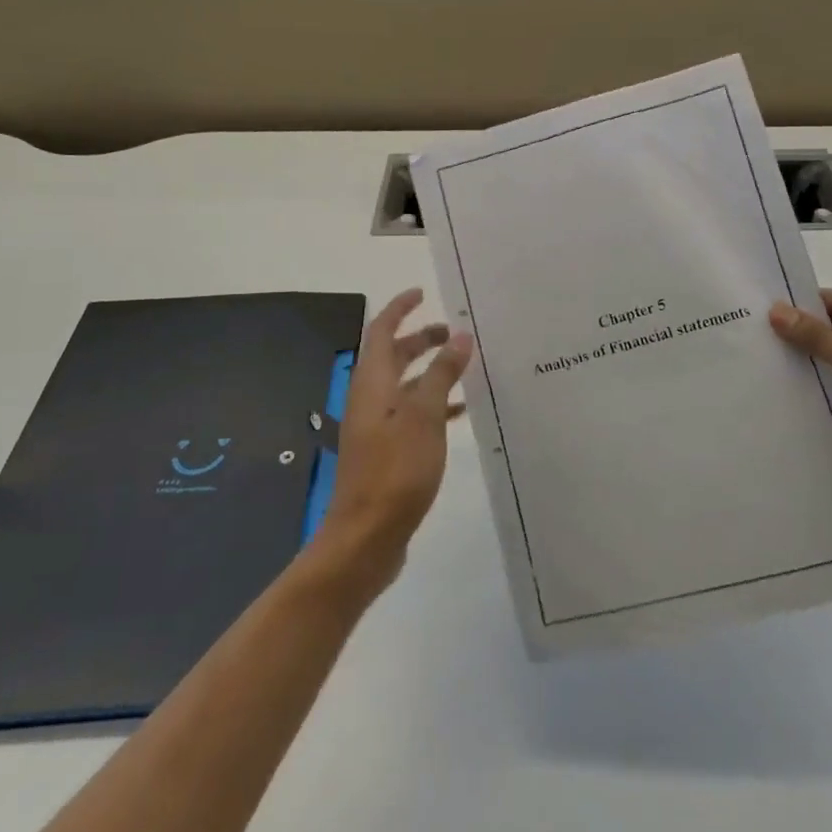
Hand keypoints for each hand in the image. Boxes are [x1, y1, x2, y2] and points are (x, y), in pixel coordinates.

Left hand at [305, 288, 472, 594]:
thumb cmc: (395, 471)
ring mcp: (377, 428)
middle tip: (454, 332)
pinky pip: (412, 415)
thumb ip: (442, 374)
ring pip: (405, 386)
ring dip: (431, 371)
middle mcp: (370, 400)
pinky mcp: (387, 453)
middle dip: (420, 339)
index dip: (399, 309)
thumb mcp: (424, 416)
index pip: (380, 331)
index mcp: (372, 384)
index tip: (422, 293)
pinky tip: (461, 412)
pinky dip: (434, 404)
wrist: (366, 538)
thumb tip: (458, 336)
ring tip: (466, 366)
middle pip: (392, 357)